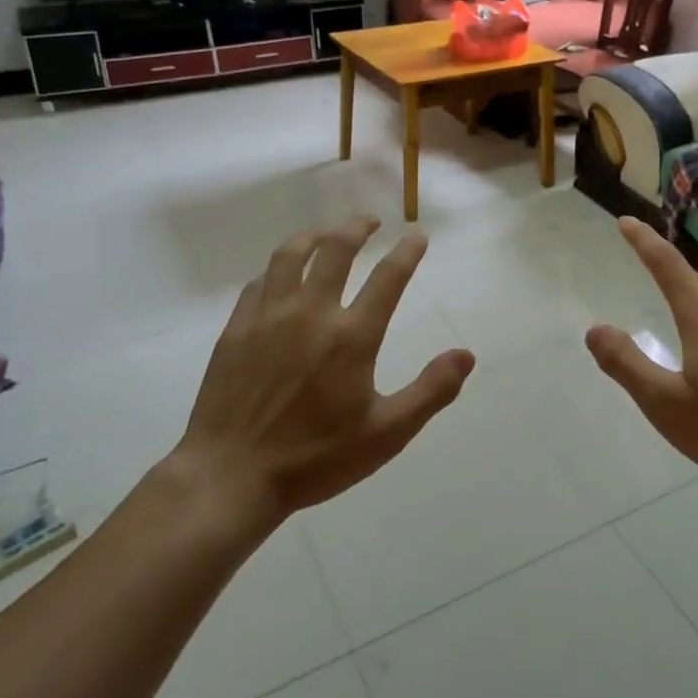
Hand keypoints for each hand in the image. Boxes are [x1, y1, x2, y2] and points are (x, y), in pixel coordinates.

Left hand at [178, 216, 475, 520]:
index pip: (388, 277)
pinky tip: (282, 276)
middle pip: (336, 249)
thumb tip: (466, 355)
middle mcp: (311, 313)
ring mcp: (268, 317)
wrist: (230, 476)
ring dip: (314, 235)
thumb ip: (431, 391)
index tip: (417, 236)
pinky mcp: (237, 329)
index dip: (407, 252)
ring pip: (291, 254)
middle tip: (370, 221)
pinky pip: (260, 282)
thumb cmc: (315, 458)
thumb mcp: (386, 434)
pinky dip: (278, 269)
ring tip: (327, 234)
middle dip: (357, 227)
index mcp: (352, 336)